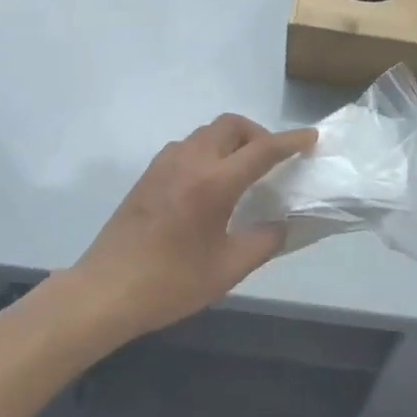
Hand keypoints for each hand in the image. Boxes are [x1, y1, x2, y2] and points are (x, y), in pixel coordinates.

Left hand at [69, 115, 316, 341]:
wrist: (106, 291)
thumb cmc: (171, 282)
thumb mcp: (228, 268)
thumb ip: (264, 241)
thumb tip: (284, 223)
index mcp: (213, 183)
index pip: (262, 149)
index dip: (290, 141)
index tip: (311, 138)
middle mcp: (189, 161)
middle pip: (231, 126)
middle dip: (258, 134)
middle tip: (273, 160)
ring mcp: (164, 164)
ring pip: (207, 133)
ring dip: (231, 140)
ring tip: (243, 172)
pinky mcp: (148, 174)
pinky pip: (188, 146)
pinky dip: (209, 151)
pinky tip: (210, 183)